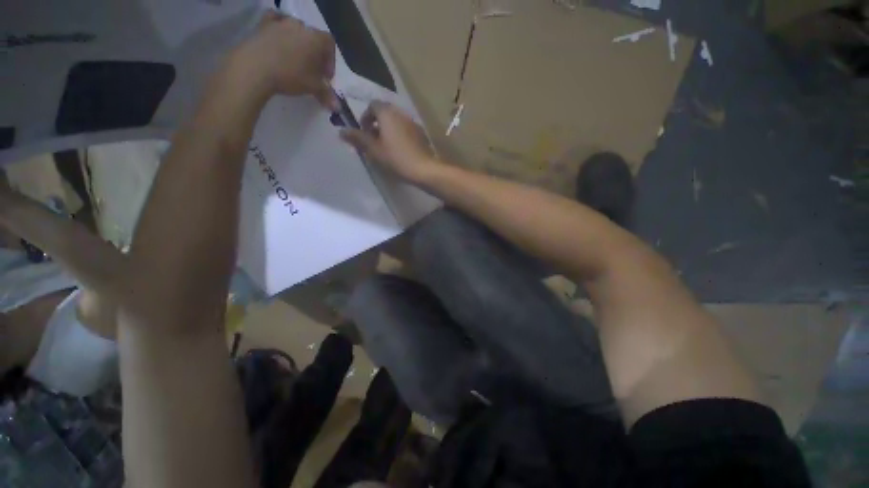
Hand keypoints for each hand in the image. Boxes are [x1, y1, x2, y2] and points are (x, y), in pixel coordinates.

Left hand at [230, 11, 337, 108]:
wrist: (255, 67)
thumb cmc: (291, 75)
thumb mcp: (313, 88)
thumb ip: (327, 95)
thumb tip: (338, 108)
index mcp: (316, 39)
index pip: (330, 45)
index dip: (330, 61)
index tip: (325, 77)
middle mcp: (301, 26)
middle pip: (313, 38)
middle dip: (314, 53)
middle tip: (311, 70)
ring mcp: (281, 22)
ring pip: (295, 30)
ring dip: (298, 42)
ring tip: (293, 58)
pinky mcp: (263, 24)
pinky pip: (274, 20)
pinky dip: (278, 27)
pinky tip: (277, 37)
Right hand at [339, 101, 438, 182]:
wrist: (424, 169)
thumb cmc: (396, 158)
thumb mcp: (374, 150)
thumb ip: (358, 139)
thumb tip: (341, 131)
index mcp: (387, 113)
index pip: (372, 105)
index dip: (365, 117)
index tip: (364, 133)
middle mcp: (400, 113)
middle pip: (384, 112)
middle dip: (376, 124)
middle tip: (373, 141)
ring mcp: (413, 123)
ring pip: (396, 121)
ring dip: (387, 130)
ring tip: (385, 148)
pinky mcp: (421, 134)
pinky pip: (405, 129)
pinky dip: (398, 135)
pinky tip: (399, 151)